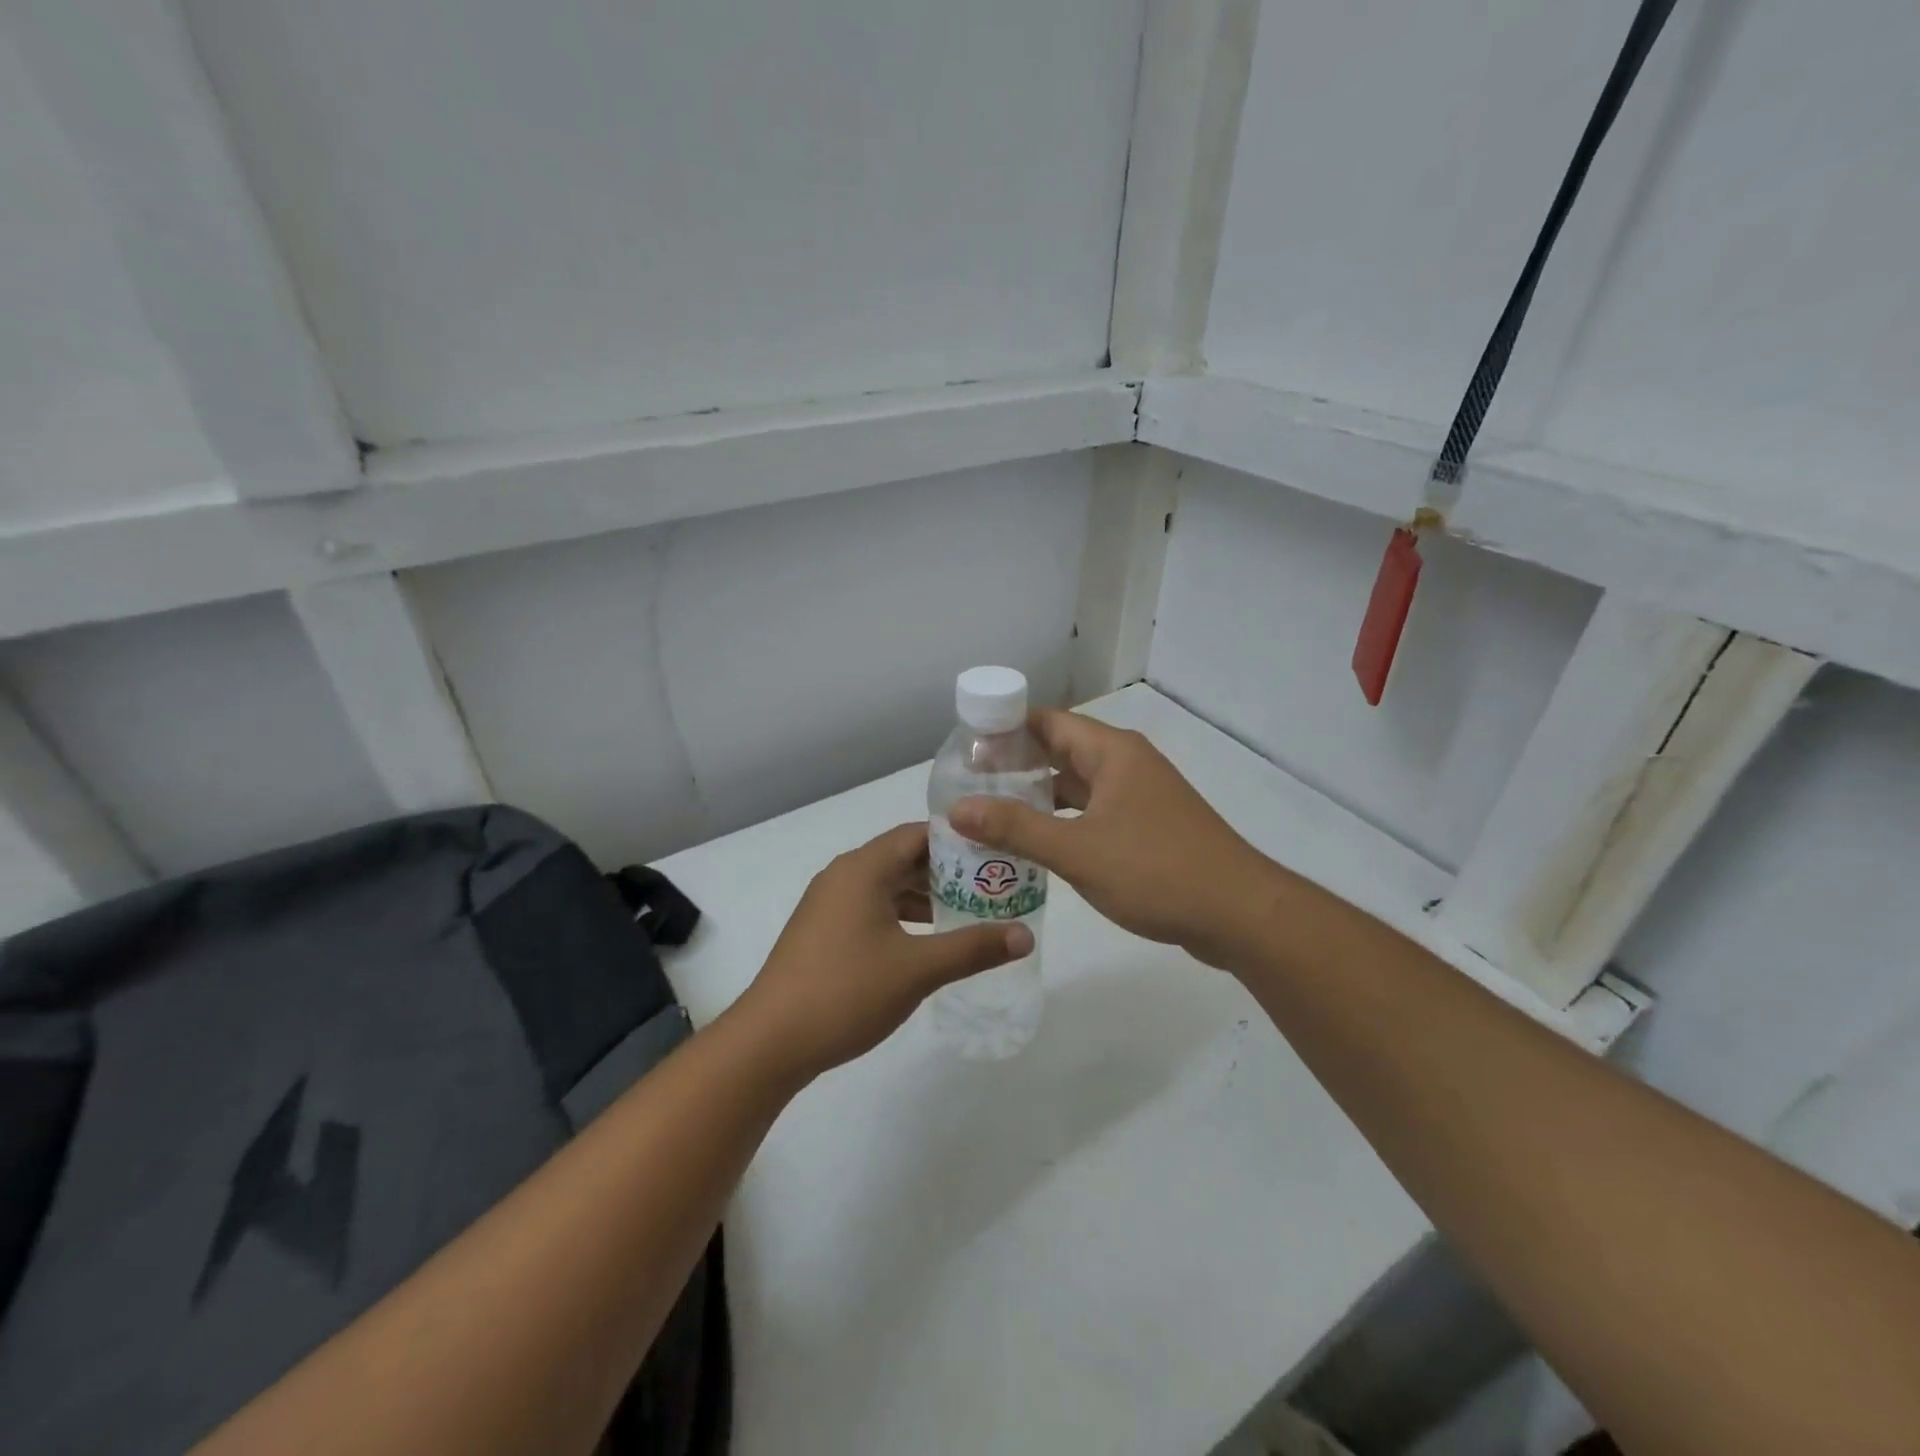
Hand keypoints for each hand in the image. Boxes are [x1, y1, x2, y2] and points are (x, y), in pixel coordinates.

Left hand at [733, 823, 1032, 1081]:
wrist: (770, 1042)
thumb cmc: (846, 991)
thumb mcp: (918, 969)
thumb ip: (973, 948)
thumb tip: (1026, 935)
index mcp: (863, 868)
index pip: (919, 834)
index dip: (959, 840)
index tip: (996, 853)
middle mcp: (844, 875)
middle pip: (904, 858)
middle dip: (948, 871)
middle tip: (993, 884)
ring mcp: (829, 904)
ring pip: (888, 886)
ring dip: (926, 896)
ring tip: (970, 912)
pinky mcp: (823, 931)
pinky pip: (872, 908)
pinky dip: (903, 916)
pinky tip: (928, 940)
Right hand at [949, 710, 1276, 969]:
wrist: (1238, 914)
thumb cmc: (1156, 871)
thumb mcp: (1077, 850)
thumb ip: (1015, 828)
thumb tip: (957, 808)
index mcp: (1111, 752)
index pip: (1046, 721)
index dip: (1004, 729)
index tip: (963, 749)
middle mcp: (1126, 764)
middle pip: (1059, 752)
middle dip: (1015, 767)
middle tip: (967, 787)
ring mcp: (1139, 796)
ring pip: (1076, 786)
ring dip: (1037, 798)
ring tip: (990, 816)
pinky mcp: (1146, 827)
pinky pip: (1093, 812)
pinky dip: (1063, 822)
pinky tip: (1035, 846)